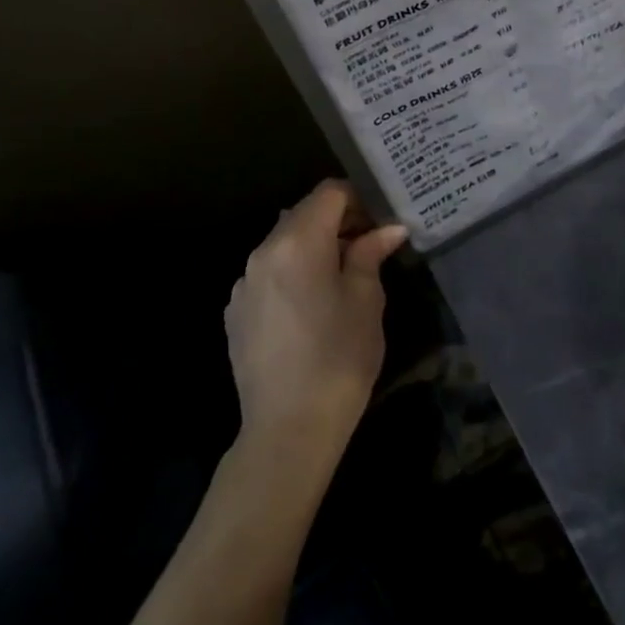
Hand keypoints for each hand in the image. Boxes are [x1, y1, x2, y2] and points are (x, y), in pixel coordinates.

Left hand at [224, 181, 407, 467]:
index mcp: (297, 241)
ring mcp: (244, 283)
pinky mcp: (236, 313)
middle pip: (304, 214)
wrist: (287, 432)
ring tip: (344, 275)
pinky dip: (294, 272)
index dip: (359, 197)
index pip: (329, 192)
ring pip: (285, 243)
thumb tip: (387, 229)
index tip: (382, 219)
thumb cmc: (338, 358)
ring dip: (315, 246)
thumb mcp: (366, 299)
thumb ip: (371, 253)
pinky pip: (270, 273)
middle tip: (371, 244)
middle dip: (339, 221)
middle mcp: (263, 252)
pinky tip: (313, 305)